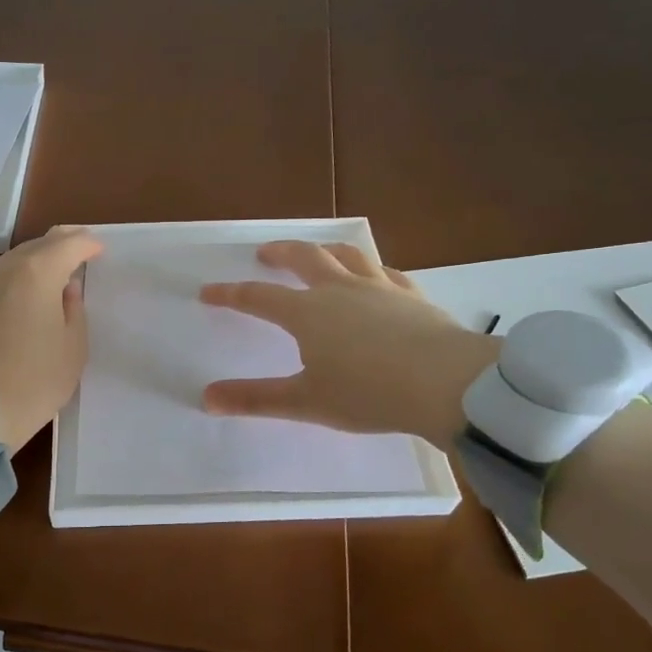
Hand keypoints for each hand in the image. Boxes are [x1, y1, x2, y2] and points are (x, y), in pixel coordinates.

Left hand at [0, 226, 102, 450]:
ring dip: (36, 259)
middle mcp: (5, 270)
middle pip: (37, 245)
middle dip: (60, 243)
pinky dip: (18, 277)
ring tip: (54, 270)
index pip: (67, 244)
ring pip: (14, 260)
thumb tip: (66, 289)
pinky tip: (26, 293)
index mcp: (37, 273)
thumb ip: (75, 310)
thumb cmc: (33, 379)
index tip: (99, 249)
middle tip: (79, 248)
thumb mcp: (73, 348)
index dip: (87, 244)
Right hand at [199, 241, 499, 446]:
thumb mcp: (305, 402)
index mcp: (307, 313)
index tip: (208, 292)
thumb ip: (256, 399)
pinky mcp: (412, 296)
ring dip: (326, 250)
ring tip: (318, 252)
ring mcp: (379, 288)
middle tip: (264, 253)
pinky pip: (387, 273)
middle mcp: (339, 290)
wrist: (445, 383)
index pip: (258, 297)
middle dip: (279, 253)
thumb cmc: (367, 393)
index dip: (231, 294)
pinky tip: (376, 277)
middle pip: (304, 258)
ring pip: (347, 256)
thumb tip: (206, 398)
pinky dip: (373, 270)